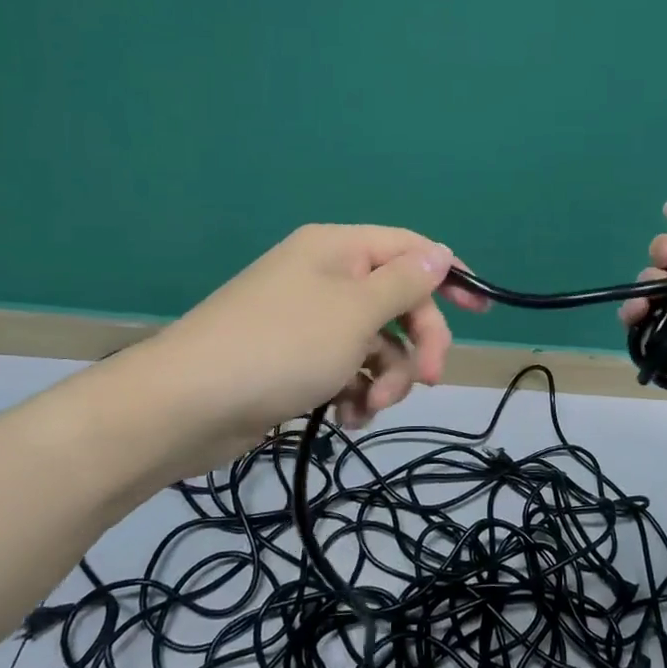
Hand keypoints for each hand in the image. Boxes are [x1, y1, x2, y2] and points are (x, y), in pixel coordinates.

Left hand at [103, 224, 489, 478]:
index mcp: (338, 250)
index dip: (449, 275)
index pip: (410, 248)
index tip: (482, 310)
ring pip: (375, 342)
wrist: (184, 407)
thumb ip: (405, 282)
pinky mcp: (295, 361)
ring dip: (385, 377)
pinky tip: (347, 419)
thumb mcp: (356, 311)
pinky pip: (346, 369)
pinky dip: (354, 393)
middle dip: (416, 343)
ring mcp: (308, 321)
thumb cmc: (281, 347)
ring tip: (368, 409)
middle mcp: (325, 277)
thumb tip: (440, 251)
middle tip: (426, 381)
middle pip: (396, 301)